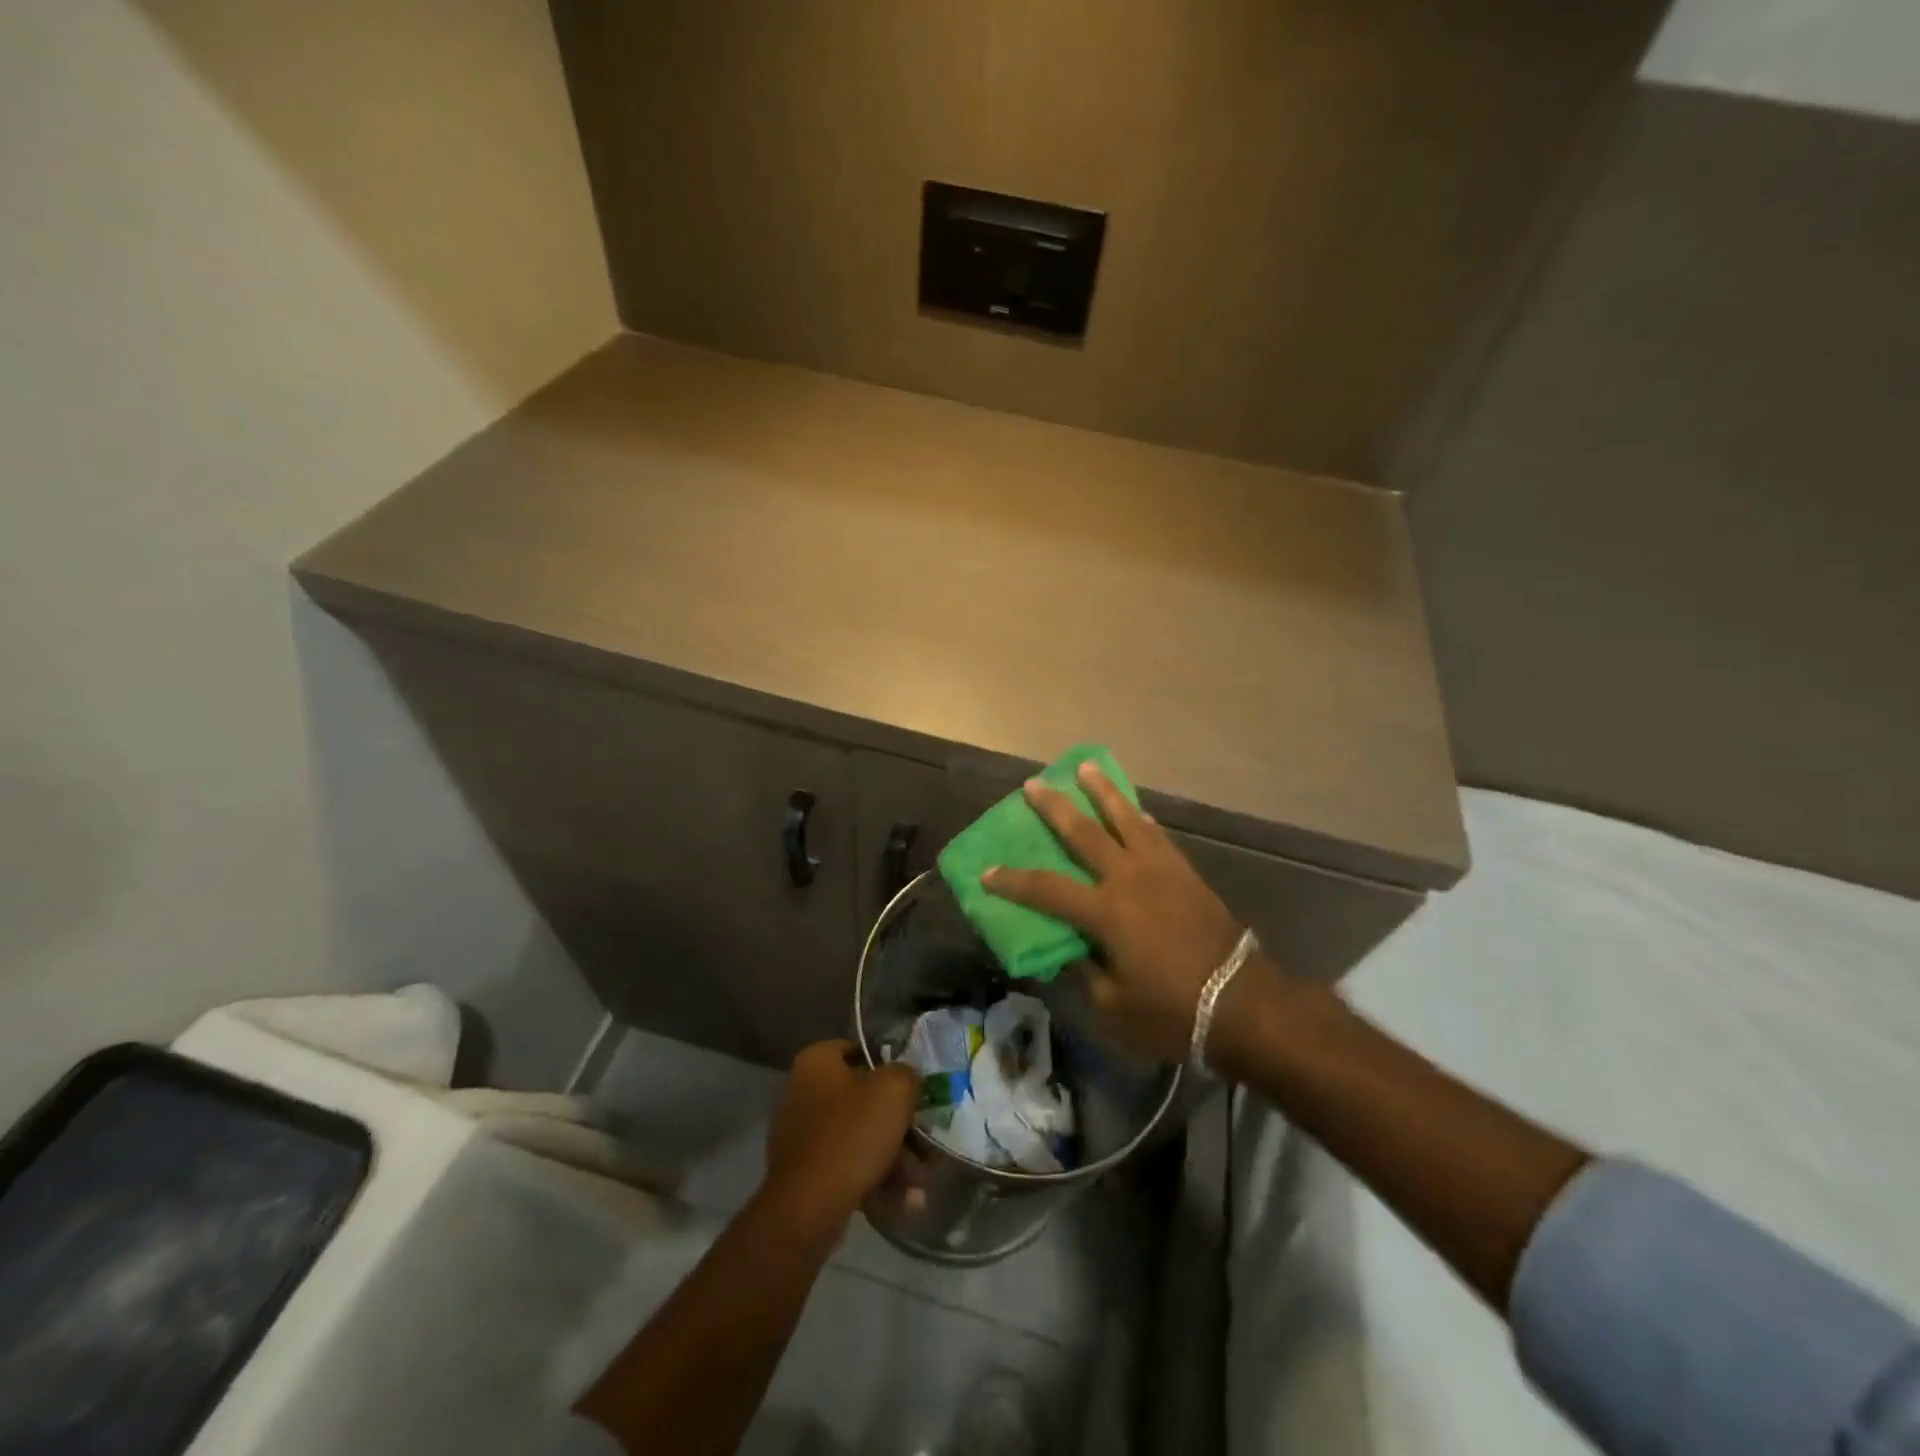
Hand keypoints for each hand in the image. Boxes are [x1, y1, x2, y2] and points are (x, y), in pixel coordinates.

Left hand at [764, 1040, 918, 1232]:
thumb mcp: (894, 1090)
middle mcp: (802, 1092)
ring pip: (859, 1136)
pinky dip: (875, 1179)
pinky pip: (848, 1167)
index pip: (857, 1048)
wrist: (808, 1207)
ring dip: (894, 1158)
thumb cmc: (852, 1134)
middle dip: (898, 1123)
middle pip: (862, 1098)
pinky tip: (905, 1201)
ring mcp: (801, 1135)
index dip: (888, 1063)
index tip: (912, 1085)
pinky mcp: (804, 1174)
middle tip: (923, 1139)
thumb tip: (905, 1079)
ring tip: (919, 1182)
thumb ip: (906, 1074)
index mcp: (816, 1062)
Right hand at [982, 763, 1245, 1061]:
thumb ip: (1084, 972)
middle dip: (1054, 807)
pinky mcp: (1186, 873)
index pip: (1046, 889)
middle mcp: (1129, 879)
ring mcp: (1161, 870)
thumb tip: (1066, 949)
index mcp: (1105, 912)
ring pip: (1125, 819)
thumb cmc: (1173, 1011)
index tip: (987, 872)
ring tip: (1087, 768)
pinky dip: (1141, 819)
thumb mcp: (1114, 1006)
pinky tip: (1136, 811)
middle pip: (1083, 833)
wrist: (1243, 1002)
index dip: (1013, 880)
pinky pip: (1158, 835)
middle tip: (1033, 784)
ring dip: (1102, 792)